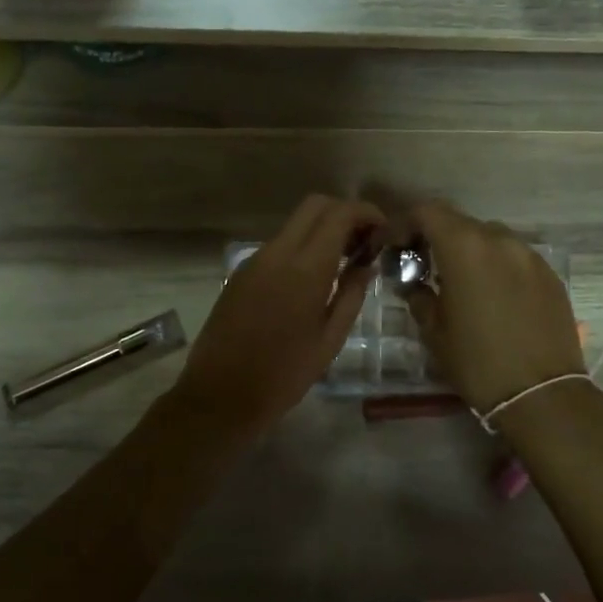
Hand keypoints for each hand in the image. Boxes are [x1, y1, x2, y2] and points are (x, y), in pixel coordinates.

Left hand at [167, 195, 384, 434]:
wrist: (220, 395)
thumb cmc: (283, 375)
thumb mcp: (330, 339)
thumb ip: (351, 295)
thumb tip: (366, 265)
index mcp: (304, 268)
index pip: (339, 214)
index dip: (365, 212)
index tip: (382, 229)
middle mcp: (277, 253)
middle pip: (314, 205)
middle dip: (344, 213)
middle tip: (364, 241)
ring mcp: (254, 260)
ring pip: (295, 224)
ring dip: (322, 230)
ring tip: (344, 261)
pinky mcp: (241, 273)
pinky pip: (278, 245)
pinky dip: (301, 247)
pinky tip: (312, 278)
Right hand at [400, 201, 585, 417]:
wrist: (542, 395)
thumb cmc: (477, 362)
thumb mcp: (434, 331)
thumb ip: (418, 296)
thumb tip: (413, 283)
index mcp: (465, 247)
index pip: (427, 212)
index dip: (404, 223)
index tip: (393, 246)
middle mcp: (500, 240)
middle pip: (459, 223)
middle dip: (436, 238)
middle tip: (422, 265)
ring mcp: (530, 255)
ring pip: (490, 239)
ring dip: (468, 251)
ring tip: (458, 281)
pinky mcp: (550, 275)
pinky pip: (514, 258)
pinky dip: (496, 266)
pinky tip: (491, 296)